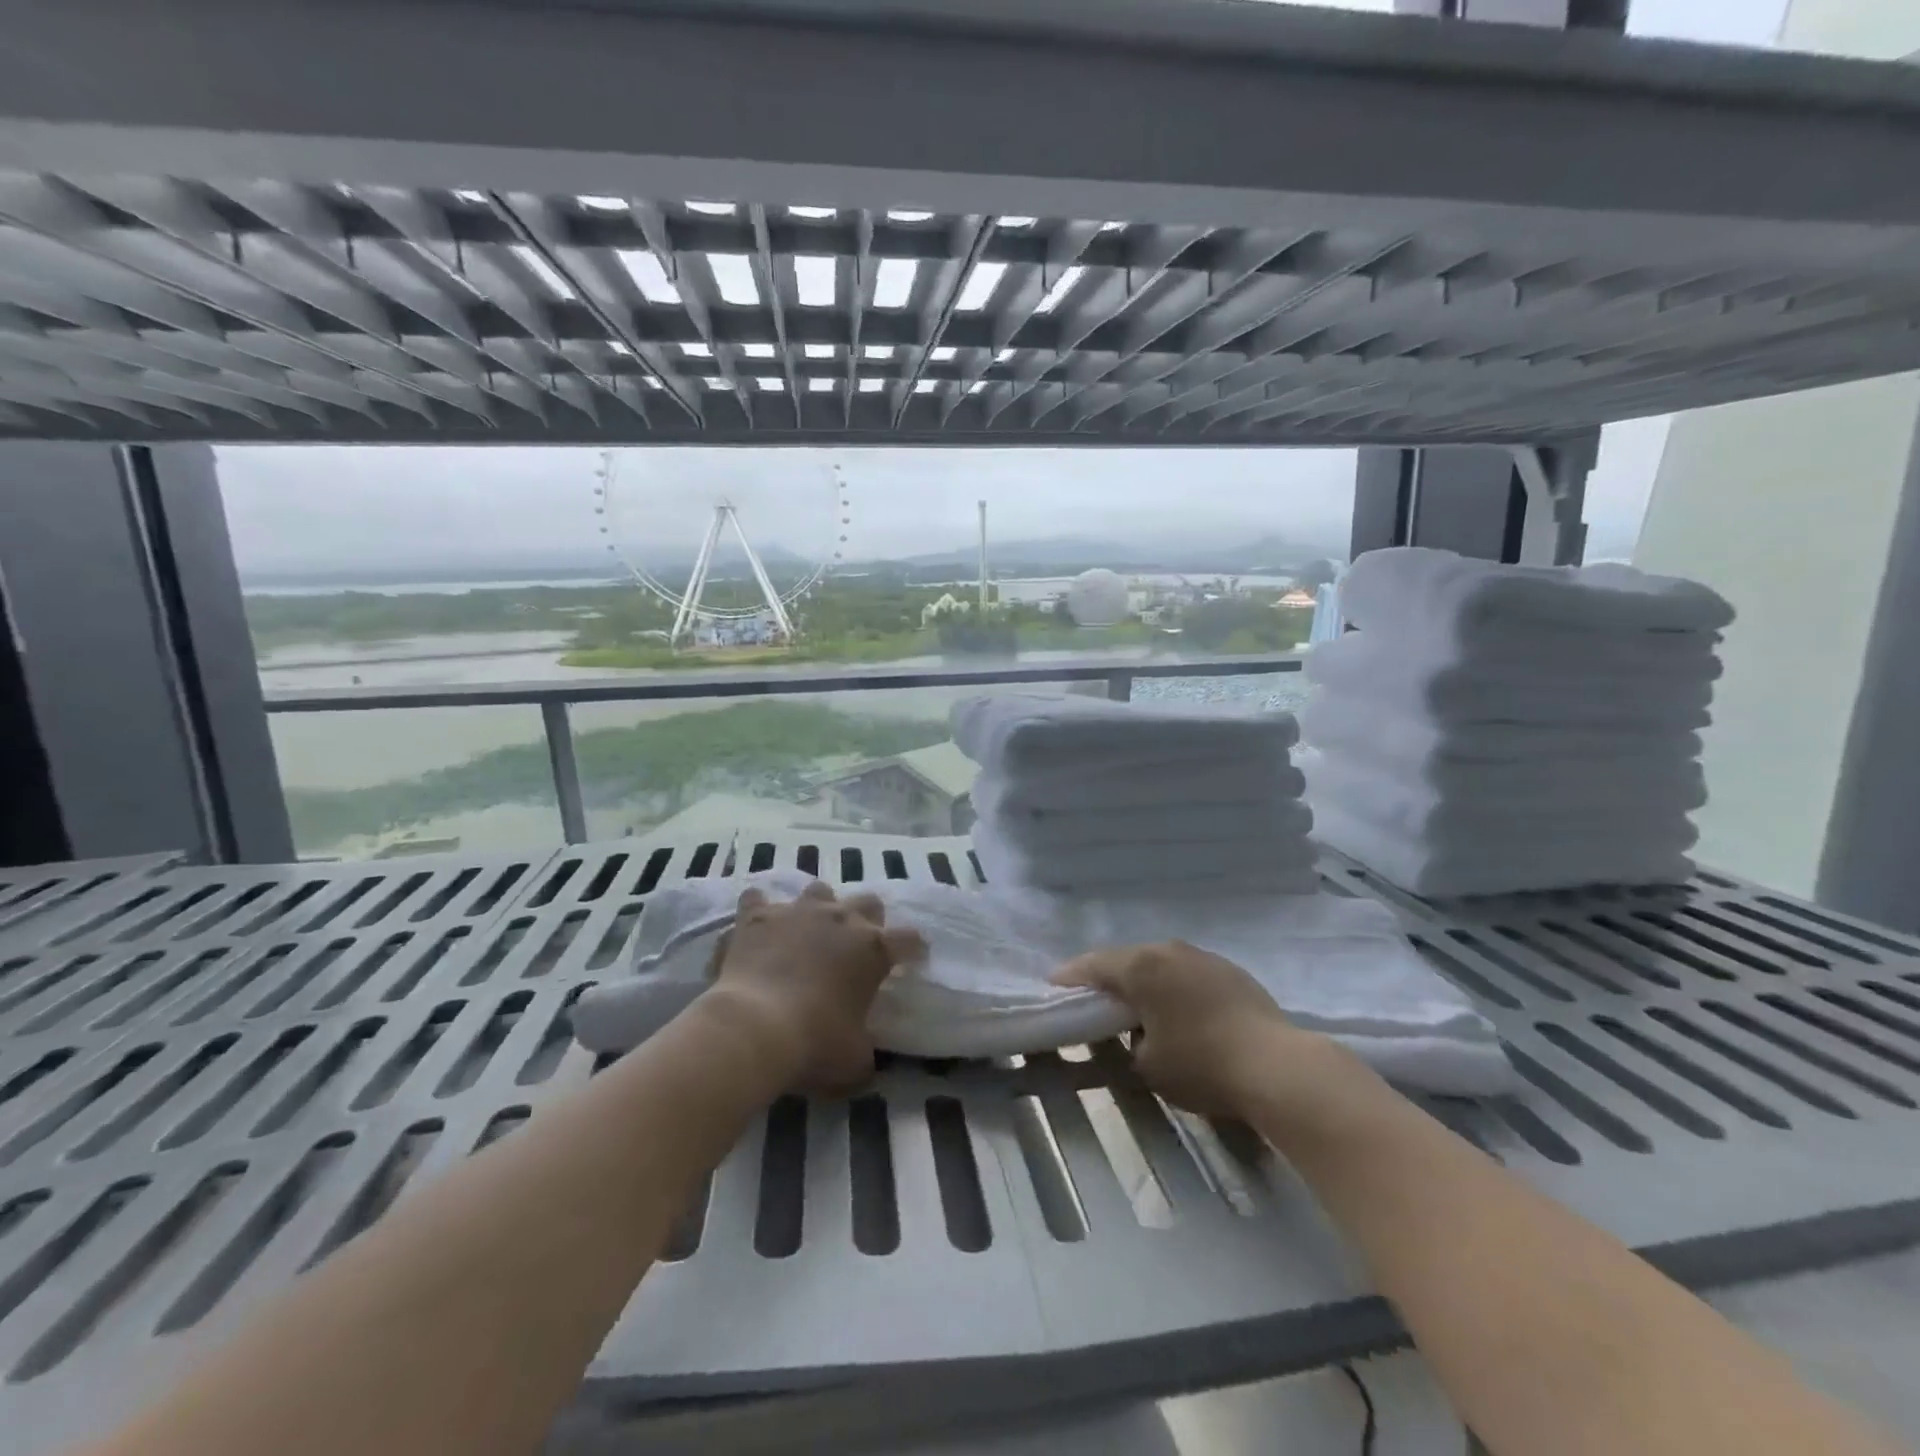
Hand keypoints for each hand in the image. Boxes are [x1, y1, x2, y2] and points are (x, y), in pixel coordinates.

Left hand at [699, 881, 923, 1090]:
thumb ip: (865, 1049)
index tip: (912, 958)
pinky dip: (759, 909)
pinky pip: (758, 899)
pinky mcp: (757, 916)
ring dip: (819, 907)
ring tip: (809, 930)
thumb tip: (862, 1054)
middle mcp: (840, 919)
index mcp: (874, 949)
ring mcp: (797, 912)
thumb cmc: (814, 1044)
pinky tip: (756, 926)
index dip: (913, 948)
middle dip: (867, 919)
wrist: (752, 1028)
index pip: (909, 939)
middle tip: (856, 946)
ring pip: (819, 891)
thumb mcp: (855, 1062)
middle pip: (868, 902)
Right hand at [1053, 940, 1348, 1117]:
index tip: (1053, 987)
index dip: (1070, 978)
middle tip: (1092, 998)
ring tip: (1135, 1003)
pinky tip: (1177, 1008)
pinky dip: (1172, 986)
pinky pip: (1186, 972)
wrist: (1276, 1066)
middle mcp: (1168, 950)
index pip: (1093, 966)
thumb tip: (1133, 1035)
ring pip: (1159, 963)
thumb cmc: (1200, 1065)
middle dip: (1107, 977)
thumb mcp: (1147, 1066)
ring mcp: (1202, 956)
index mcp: (1141, 967)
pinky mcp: (1229, 970)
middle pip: (1126, 959)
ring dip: (1143, 980)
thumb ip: (1125, 1044)